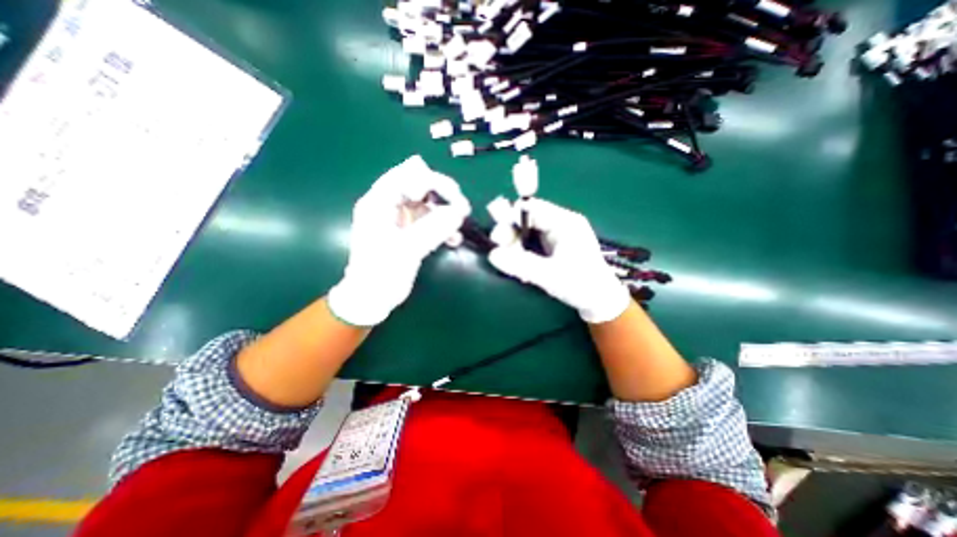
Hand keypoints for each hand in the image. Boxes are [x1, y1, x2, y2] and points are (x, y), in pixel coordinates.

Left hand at [330, 154, 470, 324]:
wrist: (372, 299)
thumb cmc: (381, 274)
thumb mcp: (407, 250)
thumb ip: (433, 228)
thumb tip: (459, 212)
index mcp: (379, 202)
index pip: (407, 176)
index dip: (432, 181)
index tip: (454, 197)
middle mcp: (388, 205)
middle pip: (419, 186)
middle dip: (443, 195)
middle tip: (462, 208)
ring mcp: (399, 219)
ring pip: (427, 204)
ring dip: (445, 212)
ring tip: (460, 226)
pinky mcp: (408, 232)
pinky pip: (429, 221)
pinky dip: (443, 226)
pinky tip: (454, 239)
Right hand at [489, 198, 632, 321]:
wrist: (600, 302)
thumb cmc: (581, 285)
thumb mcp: (550, 275)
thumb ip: (520, 264)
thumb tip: (492, 255)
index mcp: (564, 222)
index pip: (532, 208)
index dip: (510, 217)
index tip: (496, 235)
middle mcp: (559, 225)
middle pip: (526, 220)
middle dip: (510, 235)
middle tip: (498, 251)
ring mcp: (556, 237)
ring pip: (526, 234)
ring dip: (514, 248)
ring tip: (512, 267)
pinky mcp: (553, 249)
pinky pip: (531, 245)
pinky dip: (522, 256)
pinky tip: (522, 271)